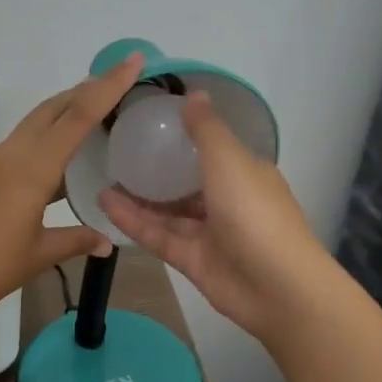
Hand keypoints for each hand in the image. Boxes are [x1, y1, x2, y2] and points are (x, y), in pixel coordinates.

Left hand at [0, 54, 145, 328]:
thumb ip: (75, 241)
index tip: (132, 60)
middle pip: (53, 108)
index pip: (78, 116)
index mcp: (32, 167)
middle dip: (85, 90)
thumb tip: (107, 241)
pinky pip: (24, 144)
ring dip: (65, 112)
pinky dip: (48, 138)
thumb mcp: (37, 255)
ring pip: (36, 123)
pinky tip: (62, 158)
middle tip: (118, 82)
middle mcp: (13, 154)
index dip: (108, 86)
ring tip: (96, 113)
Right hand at [99, 92, 335, 346]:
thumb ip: (206, 130)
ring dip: (137, 196)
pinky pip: (157, 234)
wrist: (277, 288)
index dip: (184, 137)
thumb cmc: (255, 212)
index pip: (211, 149)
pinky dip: (133, 220)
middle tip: (118, 153)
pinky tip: (105, 203)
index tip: (150, 125)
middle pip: (184, 182)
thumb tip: (194, 93)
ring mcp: (208, 232)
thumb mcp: (229, 160)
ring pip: (167, 210)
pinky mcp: (190, 259)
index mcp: (243, 173)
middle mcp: (226, 200)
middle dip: (155, 169)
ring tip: (103, 177)